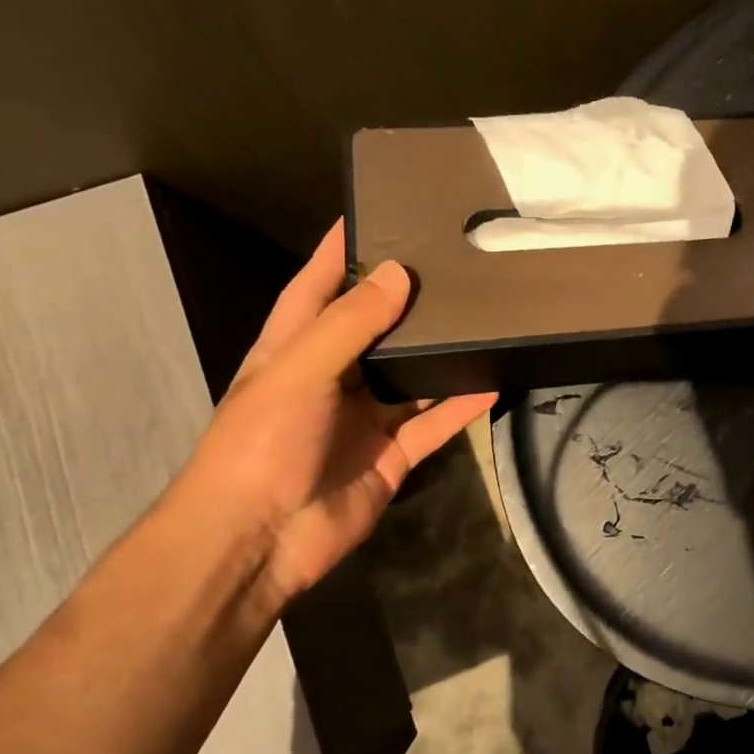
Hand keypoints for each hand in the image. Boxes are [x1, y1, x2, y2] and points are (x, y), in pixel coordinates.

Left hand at [175, 221, 495, 611]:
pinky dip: (460, 405)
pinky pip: (433, 423)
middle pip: (373, 329)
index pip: (316, 287)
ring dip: (438, 353)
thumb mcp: (300, 371)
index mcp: (293, 350)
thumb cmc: (262, 444)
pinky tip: (493, 381)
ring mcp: (363, 419)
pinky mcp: (392, 456)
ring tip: (481, 315)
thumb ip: (350, 323)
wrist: (260, 540)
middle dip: (405, 299)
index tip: (374, 213)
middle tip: (451, 263)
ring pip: (409, 376)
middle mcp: (330, 379)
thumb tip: (399, 274)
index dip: (339, 252)